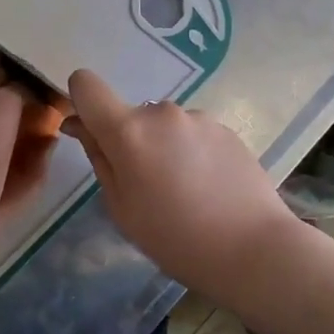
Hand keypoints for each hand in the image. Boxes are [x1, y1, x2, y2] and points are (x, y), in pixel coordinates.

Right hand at [64, 69, 299, 295]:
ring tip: (185, 191)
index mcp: (128, 130)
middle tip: (147, 186)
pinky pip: (193, 134)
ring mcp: (198, 117)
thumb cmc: (175, 238)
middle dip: (130, 141)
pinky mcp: (225, 128)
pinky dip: (191, 153)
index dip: (81, 102)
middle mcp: (161, 112)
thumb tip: (79, 124)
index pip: (87, 85)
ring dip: (163, 147)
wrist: (254, 249)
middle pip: (130, 115)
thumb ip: (99, 157)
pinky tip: (209, 187)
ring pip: (164, 126)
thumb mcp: (121, 207)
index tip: (91, 133)